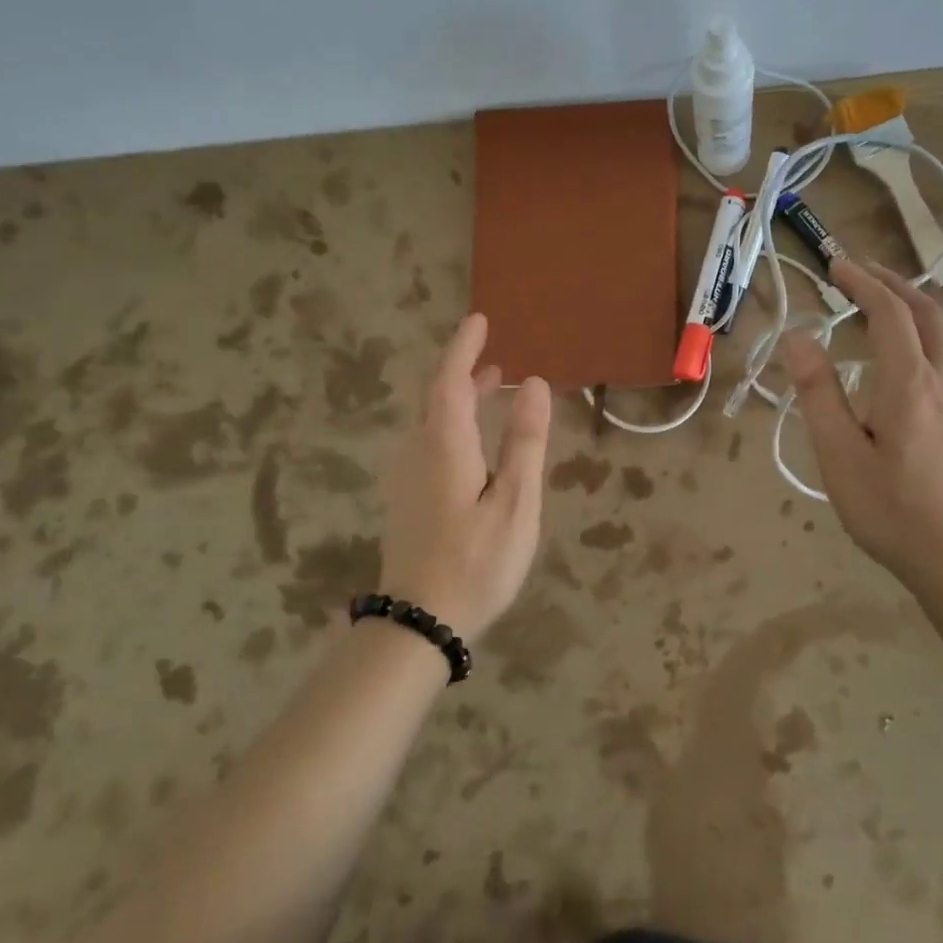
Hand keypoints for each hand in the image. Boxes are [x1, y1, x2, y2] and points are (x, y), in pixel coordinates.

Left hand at [378, 313, 551, 640]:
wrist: (420, 622)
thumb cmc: (476, 562)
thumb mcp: (514, 502)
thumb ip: (524, 442)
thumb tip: (534, 385)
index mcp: (444, 446)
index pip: (450, 380)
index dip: (463, 348)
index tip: (479, 320)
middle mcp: (418, 452)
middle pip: (436, 396)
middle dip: (462, 369)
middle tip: (492, 353)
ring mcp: (408, 477)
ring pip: (431, 420)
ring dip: (459, 396)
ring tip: (494, 386)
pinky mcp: (408, 498)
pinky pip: (430, 441)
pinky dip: (453, 423)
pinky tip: (474, 440)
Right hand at [782, 260, 942, 598]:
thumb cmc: (892, 511)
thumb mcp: (840, 456)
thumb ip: (819, 394)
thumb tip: (799, 339)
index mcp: (911, 384)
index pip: (890, 313)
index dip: (863, 282)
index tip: (836, 265)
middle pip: (928, 314)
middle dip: (894, 283)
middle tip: (859, 272)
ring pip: (942, 336)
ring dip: (910, 309)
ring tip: (876, 307)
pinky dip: (920, 337)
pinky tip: (899, 361)